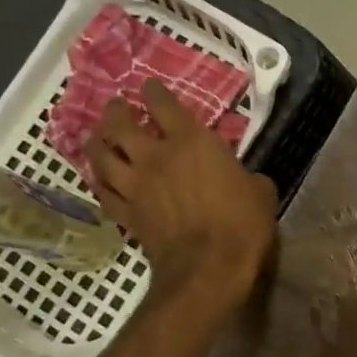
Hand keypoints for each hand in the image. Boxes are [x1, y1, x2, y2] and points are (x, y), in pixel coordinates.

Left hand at [85, 80, 277, 316]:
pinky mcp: (126, 215)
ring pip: (101, 157)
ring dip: (96, 144)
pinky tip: (100, 182)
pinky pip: (103, 194)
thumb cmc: (241, 225)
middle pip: (120, 125)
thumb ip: (247, 178)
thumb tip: (245, 180)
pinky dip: (99, 185)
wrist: (208, 268)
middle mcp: (155, 157)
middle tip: (116, 108)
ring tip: (97, 140)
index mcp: (191, 142)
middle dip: (115, 112)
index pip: (163, 104)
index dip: (153, 92)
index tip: (150, 87)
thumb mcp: (260, 193)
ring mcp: (135, 186)